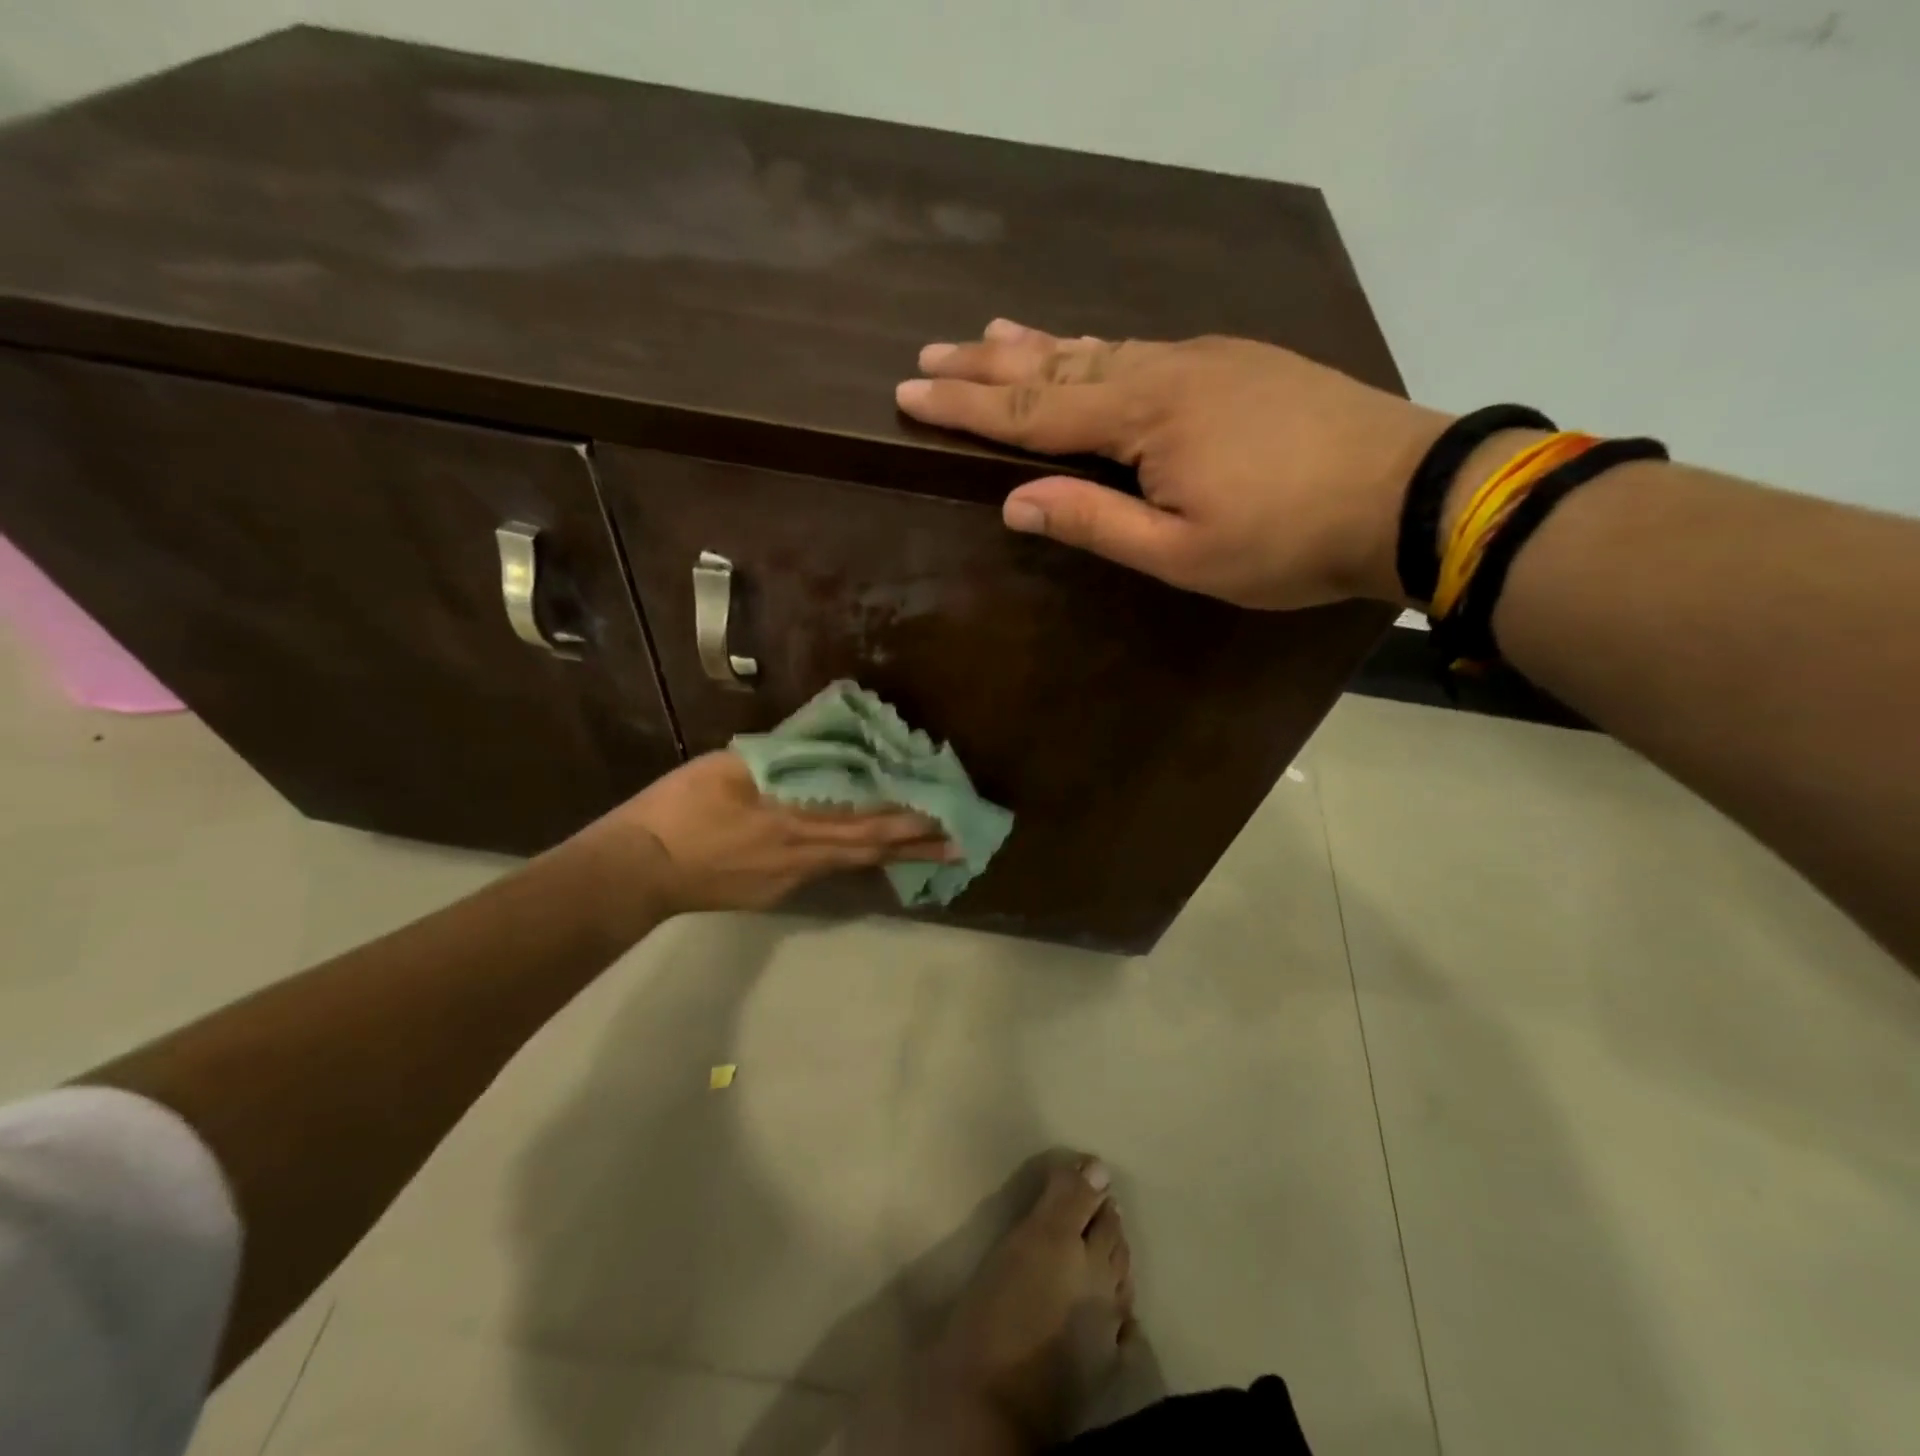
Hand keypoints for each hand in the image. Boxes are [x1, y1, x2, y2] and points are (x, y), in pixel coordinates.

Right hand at [600, 751, 951, 914]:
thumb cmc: (679, 809)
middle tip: (962, 842)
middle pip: (870, 847)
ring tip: (931, 853)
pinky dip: (855, 861)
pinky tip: (865, 857)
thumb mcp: (726, 767)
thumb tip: (818, 748)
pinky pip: (826, 873)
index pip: (864, 816)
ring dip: (894, 856)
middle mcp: (802, 853)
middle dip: (919, 844)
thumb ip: (777, 759)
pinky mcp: (777, 894)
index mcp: (792, 817)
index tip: (944, 810)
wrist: (639, 871)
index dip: (906, 815)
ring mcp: (792, 879)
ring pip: (853, 864)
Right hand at [896, 319, 1451, 608]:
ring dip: (1037, 346)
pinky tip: (1083, 347)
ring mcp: (1203, 359)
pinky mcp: (1234, 363)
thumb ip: (1095, 522)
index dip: (966, 405)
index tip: (908, 392)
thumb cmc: (1286, 540)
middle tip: (929, 353)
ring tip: (989, 335)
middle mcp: (1163, 370)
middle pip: (1056, 365)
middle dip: (987, 365)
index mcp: (1144, 416)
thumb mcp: (1181, 553)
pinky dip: (1093, 348)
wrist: (1406, 493)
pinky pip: (1140, 349)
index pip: (1032, 410)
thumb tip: (1014, 501)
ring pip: (1098, 348)